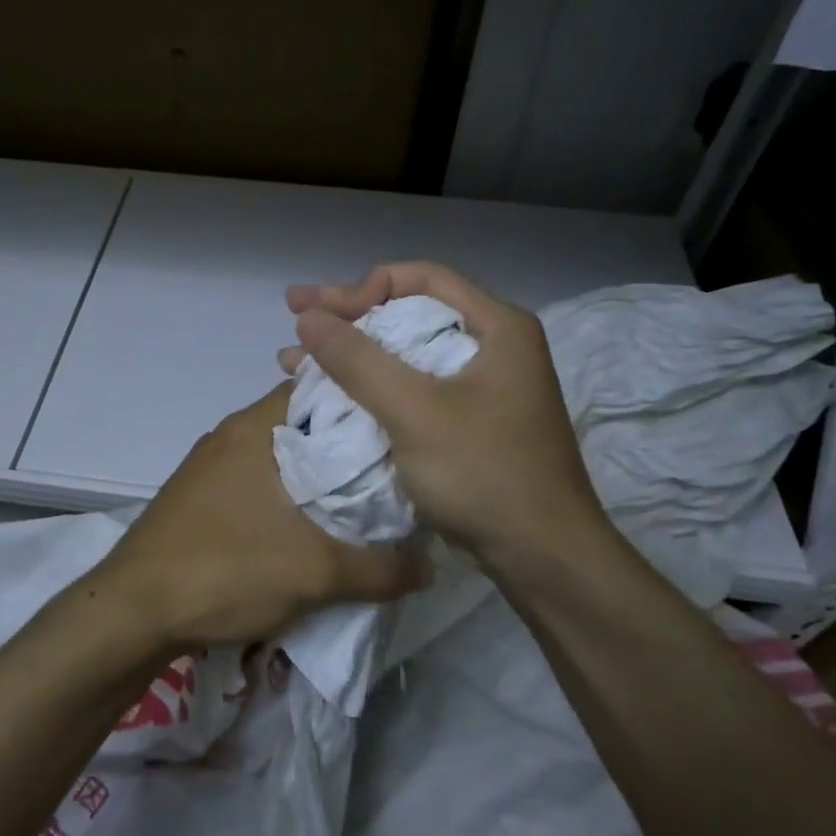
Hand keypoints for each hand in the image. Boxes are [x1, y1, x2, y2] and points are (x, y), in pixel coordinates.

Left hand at [93, 385, 420, 648]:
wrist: (133, 610)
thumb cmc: (226, 569)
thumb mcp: (316, 573)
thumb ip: (381, 568)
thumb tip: (428, 566)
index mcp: (255, 427)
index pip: (319, 388)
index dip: (362, 401)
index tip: (400, 422)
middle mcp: (230, 434)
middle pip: (301, 424)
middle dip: (344, 446)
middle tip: (392, 469)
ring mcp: (208, 465)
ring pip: (277, 456)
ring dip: (313, 475)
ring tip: (359, 501)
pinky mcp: (197, 496)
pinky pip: (254, 481)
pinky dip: (284, 495)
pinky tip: (307, 527)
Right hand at [280, 261, 615, 572]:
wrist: (542, 557)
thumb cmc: (484, 473)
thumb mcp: (414, 411)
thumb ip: (358, 360)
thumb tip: (308, 317)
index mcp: (496, 327)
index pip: (421, 278)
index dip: (365, 286)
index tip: (325, 312)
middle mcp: (492, 346)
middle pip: (409, 312)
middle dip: (347, 316)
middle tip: (295, 314)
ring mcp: (481, 386)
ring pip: (404, 352)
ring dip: (350, 354)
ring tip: (293, 358)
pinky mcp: (468, 420)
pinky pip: (410, 386)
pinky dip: (369, 386)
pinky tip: (328, 395)